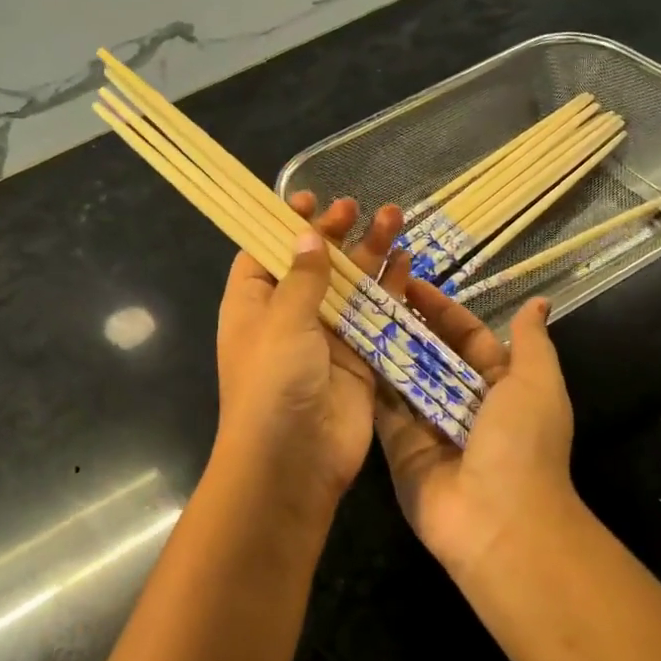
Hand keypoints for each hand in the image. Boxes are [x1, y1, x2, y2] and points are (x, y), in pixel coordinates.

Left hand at [213, 192, 402, 510]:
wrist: (294, 461)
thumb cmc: (273, 382)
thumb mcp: (282, 321)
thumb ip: (303, 277)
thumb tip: (307, 236)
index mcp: (252, 306)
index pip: (264, 255)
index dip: (283, 226)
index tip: (309, 199)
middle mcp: (288, 319)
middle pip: (313, 266)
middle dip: (335, 235)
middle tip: (357, 208)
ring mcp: (326, 340)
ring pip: (351, 287)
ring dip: (370, 255)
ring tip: (396, 217)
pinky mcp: (360, 360)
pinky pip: (377, 318)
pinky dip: (391, 292)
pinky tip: (408, 262)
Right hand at [373, 285, 580, 577]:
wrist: (498, 521)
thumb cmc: (522, 444)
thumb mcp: (537, 383)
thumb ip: (530, 342)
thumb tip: (537, 303)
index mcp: (500, 385)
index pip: (468, 336)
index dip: (443, 310)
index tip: (412, 282)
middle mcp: (463, 403)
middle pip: (431, 355)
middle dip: (408, 326)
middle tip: (371, 294)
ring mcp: (429, 426)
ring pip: (403, 379)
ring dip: (383, 349)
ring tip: (351, 314)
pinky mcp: (400, 448)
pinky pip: (383, 411)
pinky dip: (367, 386)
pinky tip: (344, 354)